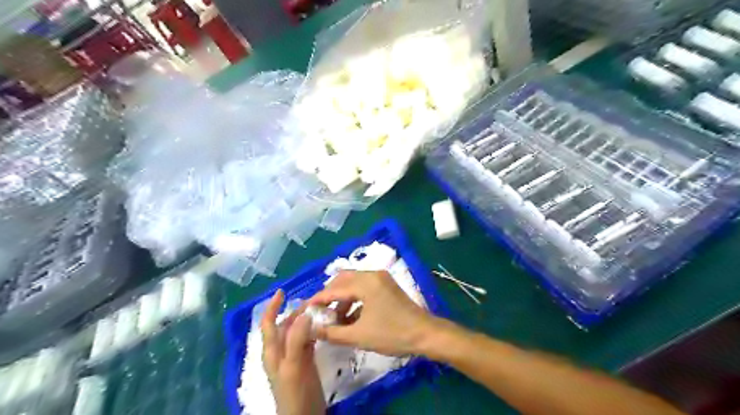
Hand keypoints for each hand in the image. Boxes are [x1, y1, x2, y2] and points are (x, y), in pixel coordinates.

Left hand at [262, 289, 326, 414]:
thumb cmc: (294, 393)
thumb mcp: (293, 366)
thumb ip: (297, 340)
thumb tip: (305, 314)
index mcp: (272, 350)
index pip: (267, 323)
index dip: (272, 307)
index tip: (282, 291)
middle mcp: (281, 350)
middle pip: (286, 324)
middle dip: (296, 310)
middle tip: (315, 300)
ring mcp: (294, 355)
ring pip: (299, 330)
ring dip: (307, 319)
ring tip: (322, 309)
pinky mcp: (306, 360)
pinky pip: (309, 339)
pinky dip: (315, 329)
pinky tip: (325, 326)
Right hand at [308, 271, 437, 353]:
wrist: (425, 334)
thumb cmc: (392, 334)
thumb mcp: (359, 336)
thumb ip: (332, 333)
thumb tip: (310, 330)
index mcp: (366, 282)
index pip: (334, 288)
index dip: (318, 299)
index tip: (305, 310)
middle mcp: (373, 275)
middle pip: (343, 280)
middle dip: (329, 295)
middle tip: (319, 312)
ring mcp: (381, 279)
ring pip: (354, 284)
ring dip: (342, 298)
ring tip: (335, 320)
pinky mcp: (387, 286)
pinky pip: (364, 288)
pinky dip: (354, 300)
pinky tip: (350, 318)